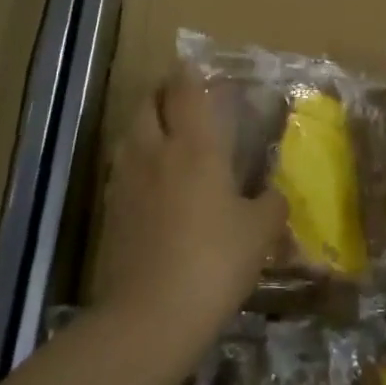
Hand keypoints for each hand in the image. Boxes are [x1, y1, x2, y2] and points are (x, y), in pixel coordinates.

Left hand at [91, 72, 287, 356]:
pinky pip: (122, 167)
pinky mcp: (110, 210)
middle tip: (182, 99)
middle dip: (163, 92)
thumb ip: (271, 204)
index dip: (189, 73)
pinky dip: (136, 159)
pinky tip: (152, 180)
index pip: (186, 90)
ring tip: (166, 135)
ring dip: (146, 124)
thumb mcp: (259, 233)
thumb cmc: (214, 262)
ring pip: (131, 132)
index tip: (196, 67)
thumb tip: (275, 193)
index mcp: (195, 146)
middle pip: (149, 102)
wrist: (149, 317)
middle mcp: (156, 151)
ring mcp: (126, 179)